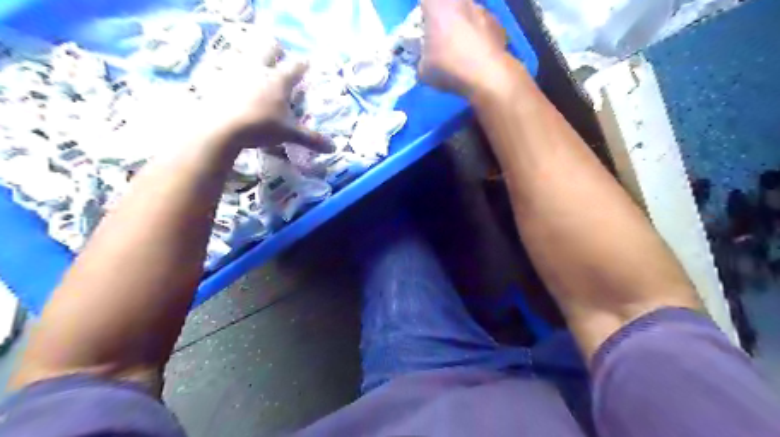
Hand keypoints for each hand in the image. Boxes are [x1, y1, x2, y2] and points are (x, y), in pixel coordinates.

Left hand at [199, 43, 333, 154]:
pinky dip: (232, 71)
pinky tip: (231, 80)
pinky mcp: (218, 78)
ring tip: (255, 65)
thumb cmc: (261, 126)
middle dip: (276, 50)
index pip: (296, 66)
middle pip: (269, 48)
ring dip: (253, 56)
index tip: (307, 63)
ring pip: (246, 53)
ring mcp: (237, 71)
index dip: (304, 64)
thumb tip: (334, 148)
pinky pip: (226, 67)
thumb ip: (311, 139)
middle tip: (279, 55)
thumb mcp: (289, 134)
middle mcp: (259, 69)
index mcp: (279, 80)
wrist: (221, 127)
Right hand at [421, 0, 512, 97]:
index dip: (424, 11)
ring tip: (463, 47)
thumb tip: (425, 62)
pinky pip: (483, 25)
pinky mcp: (497, 23)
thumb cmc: (449, 68)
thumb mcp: (423, 71)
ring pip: (467, 12)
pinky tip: (478, 53)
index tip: (423, 25)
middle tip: (441, 36)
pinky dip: (479, 35)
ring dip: (463, 24)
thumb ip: (422, 60)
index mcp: (437, 7)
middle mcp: (460, 2)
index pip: (425, 0)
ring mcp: (482, 10)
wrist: (487, 75)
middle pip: (448, 3)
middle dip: (444, 16)